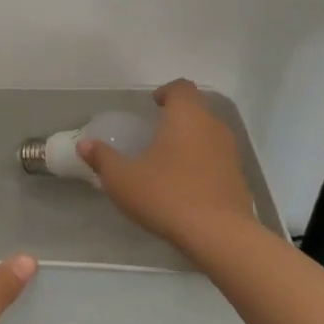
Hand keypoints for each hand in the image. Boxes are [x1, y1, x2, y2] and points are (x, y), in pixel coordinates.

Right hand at [77, 79, 254, 244]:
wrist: (219, 235)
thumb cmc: (167, 195)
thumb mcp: (123, 179)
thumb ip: (103, 158)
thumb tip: (84, 144)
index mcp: (187, 116)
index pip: (182, 88)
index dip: (167, 92)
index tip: (153, 104)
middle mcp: (213, 126)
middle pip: (197, 109)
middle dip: (178, 116)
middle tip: (156, 132)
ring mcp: (231, 152)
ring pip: (210, 134)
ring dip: (192, 140)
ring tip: (170, 159)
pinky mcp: (238, 178)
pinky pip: (218, 159)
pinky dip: (203, 163)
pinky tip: (187, 184)